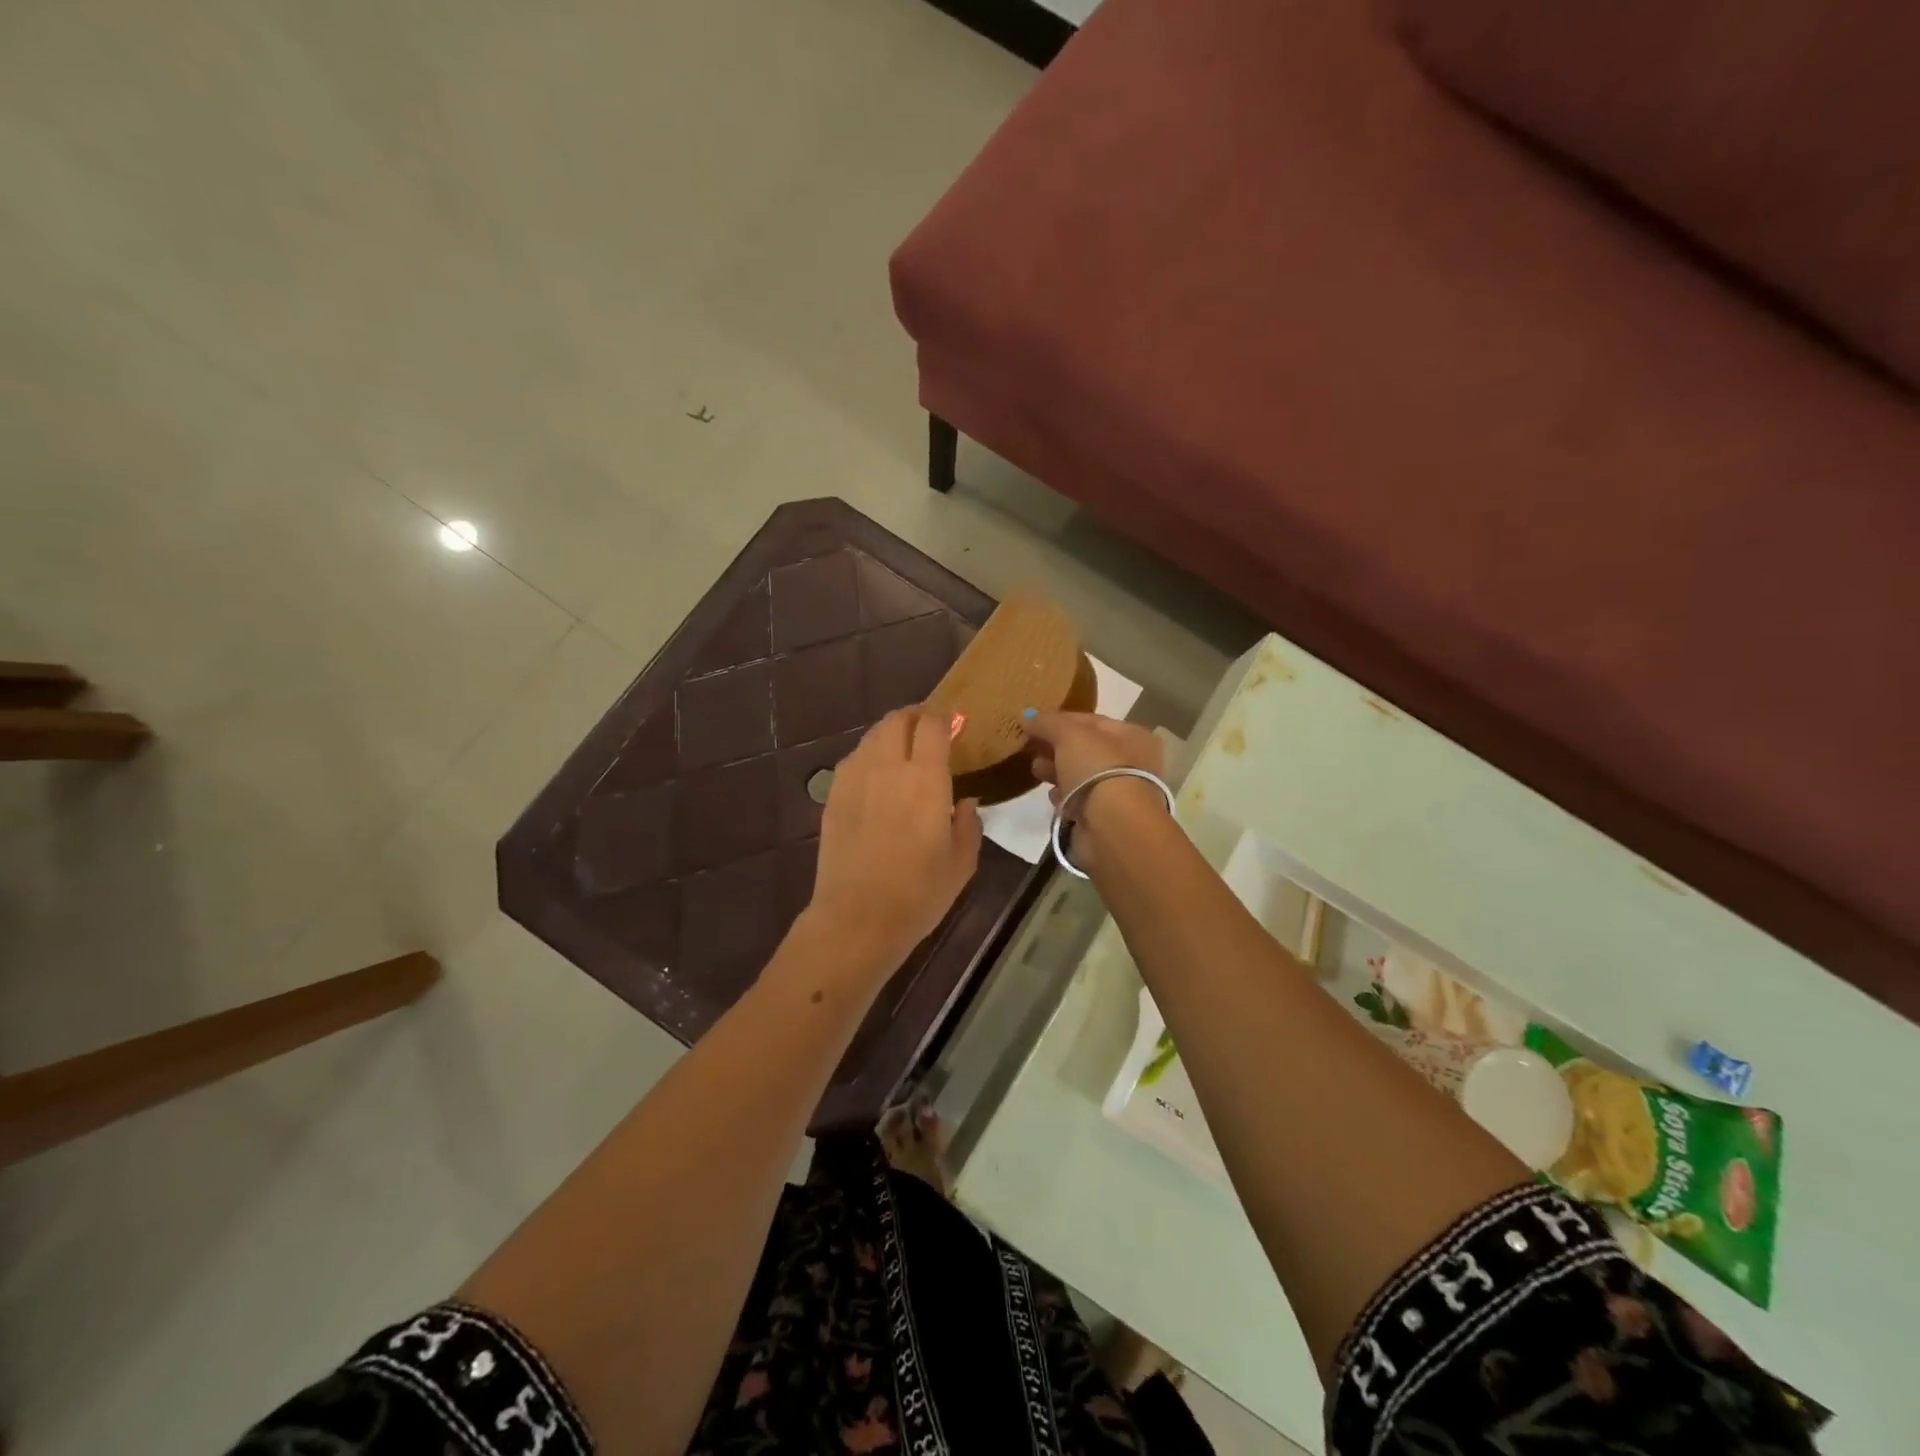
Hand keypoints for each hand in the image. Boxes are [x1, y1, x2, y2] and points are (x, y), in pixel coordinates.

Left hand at [808, 708, 982, 974]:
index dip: (944, 717)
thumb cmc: (918, 894)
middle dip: (915, 716)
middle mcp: (888, 767)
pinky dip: (869, 756)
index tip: (954, 724)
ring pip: (872, 736)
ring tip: (902, 752)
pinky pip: (854, 759)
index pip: (932, 725)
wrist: (857, 919)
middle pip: (897, 720)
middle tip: (928, 730)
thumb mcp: (961, 863)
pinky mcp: (834, 795)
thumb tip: (966, 802)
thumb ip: (970, 824)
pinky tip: (877, 777)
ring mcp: (855, 778)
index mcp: (926, 779)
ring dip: (891, 734)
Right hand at [1024, 711, 1168, 871]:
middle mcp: (1132, 762)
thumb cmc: (1098, 769)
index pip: (1091, 720)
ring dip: (1056, 772)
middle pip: (1084, 749)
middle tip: (1030, 748)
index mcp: (1133, 736)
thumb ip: (1047, 722)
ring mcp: (1119, 792)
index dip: (1060, 720)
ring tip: (1036, 771)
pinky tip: (1053, 797)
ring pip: (1080, 776)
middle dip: (1055, 748)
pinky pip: (1079, 801)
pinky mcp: (1104, 818)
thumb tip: (1024, 715)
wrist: (1112, 827)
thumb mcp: (1069, 735)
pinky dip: (1064, 798)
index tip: (1032, 724)